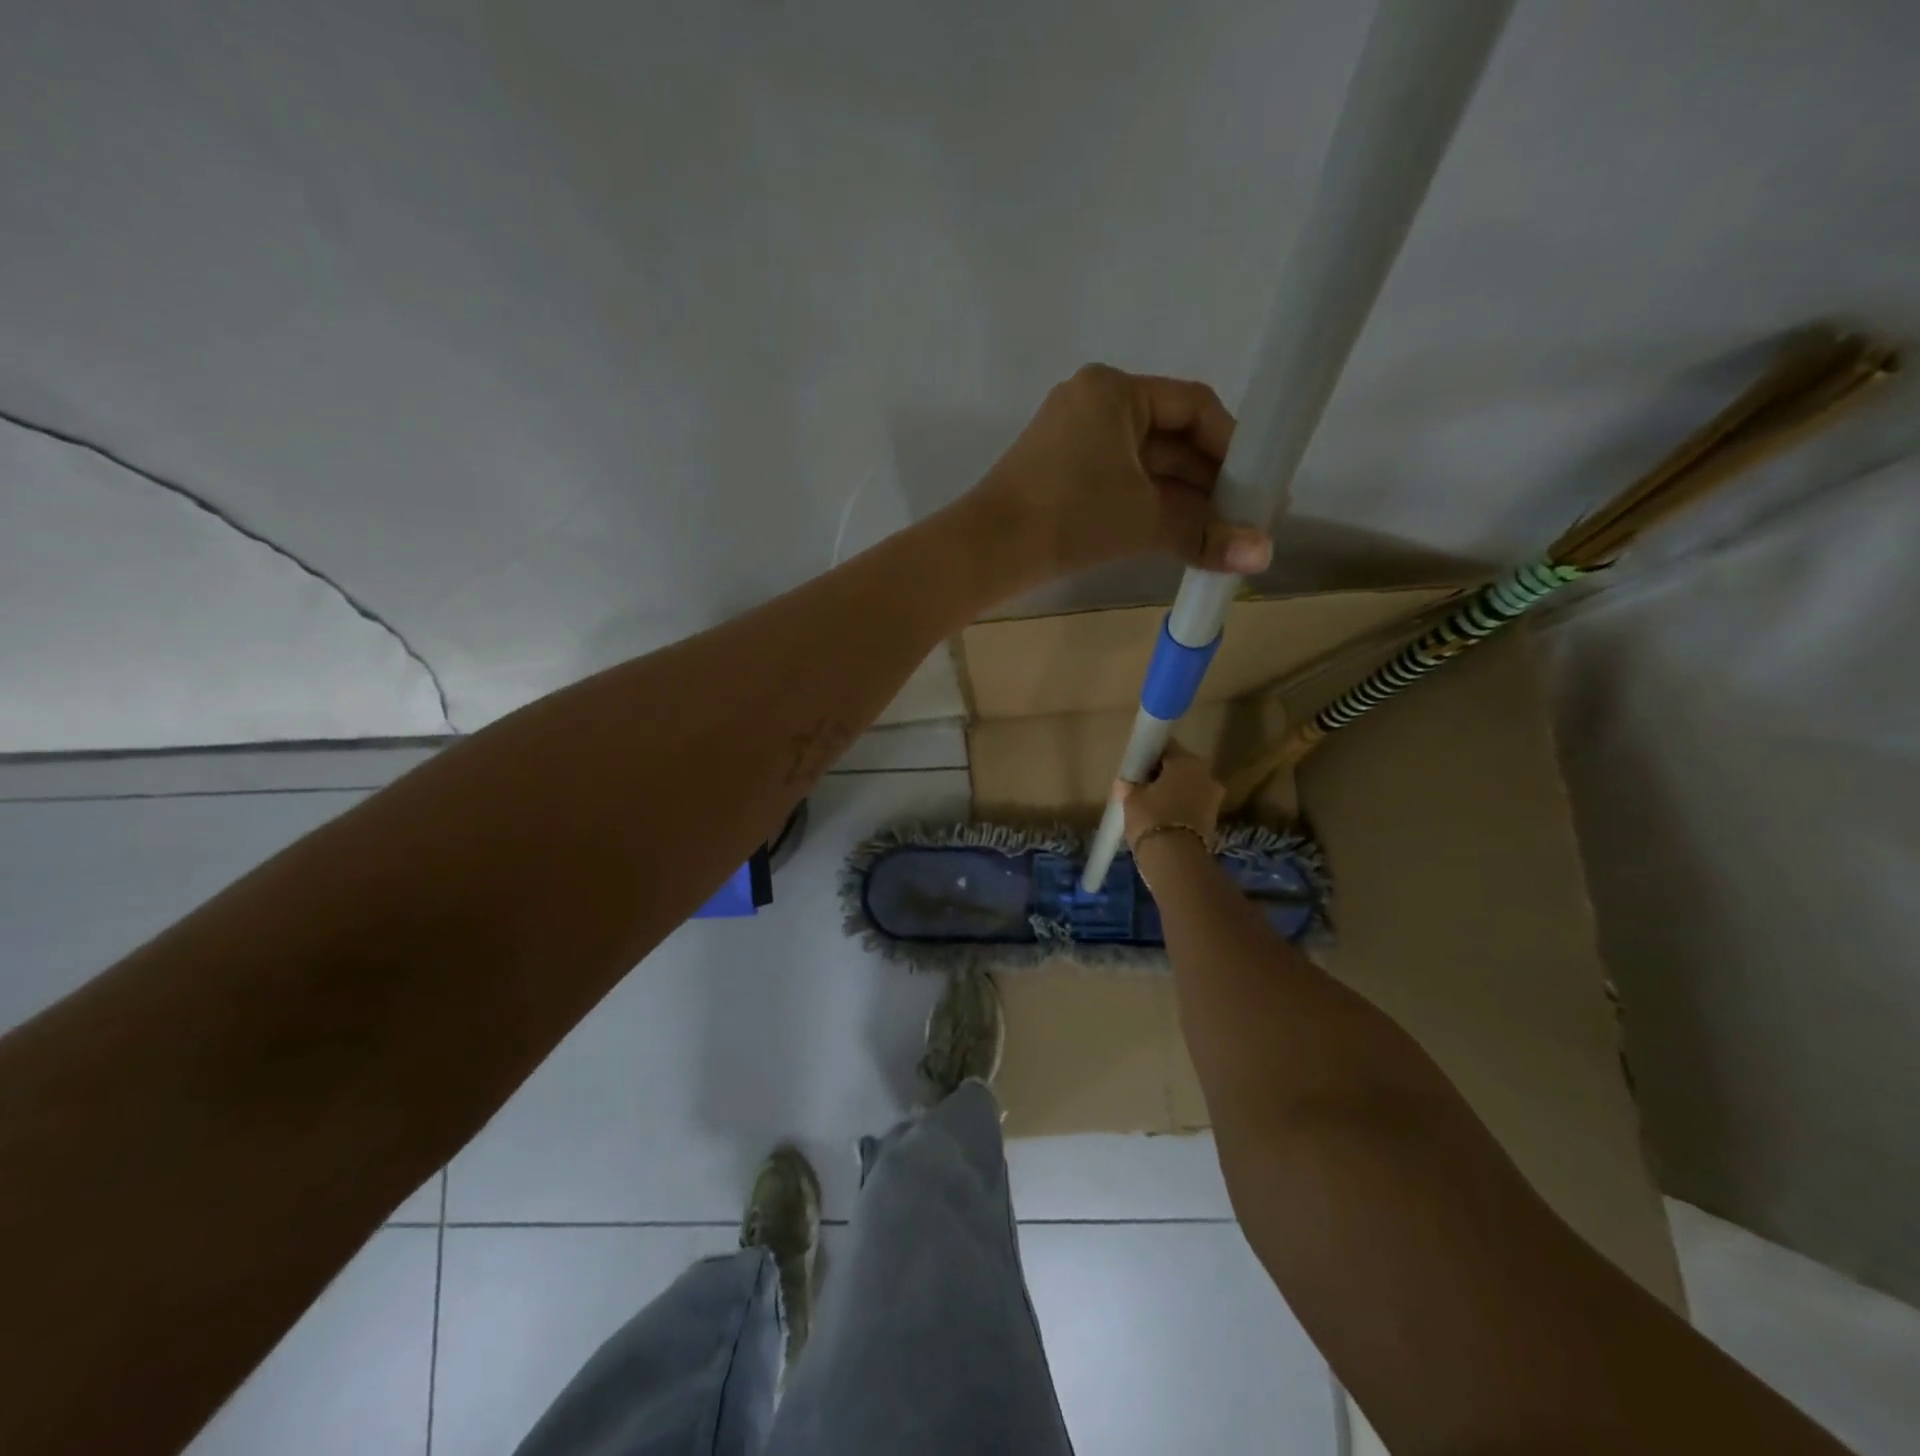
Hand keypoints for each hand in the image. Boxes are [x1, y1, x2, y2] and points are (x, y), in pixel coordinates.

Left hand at [969, 365, 1272, 583]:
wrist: (986, 552)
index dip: (1233, 445)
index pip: (1194, 406)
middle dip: (1210, 480)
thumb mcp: (1144, 520)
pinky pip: (1119, 483)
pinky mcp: (1060, 476)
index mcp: (1114, 392)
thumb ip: (1205, 533)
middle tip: (1246, 517)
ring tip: (1220, 534)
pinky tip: (1179, 535)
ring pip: (1145, 466)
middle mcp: (1093, 405)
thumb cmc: (1069, 517)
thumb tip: (1265, 556)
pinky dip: (1149, 507)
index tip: (1258, 486)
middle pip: (1170, 437)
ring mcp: (1072, 441)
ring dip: (1182, 499)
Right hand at [1117, 741, 1223, 848]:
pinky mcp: (1214, 819)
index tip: (1137, 769)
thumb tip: (1126, 782)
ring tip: (1153, 807)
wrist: (1176, 860)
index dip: (1149, 757)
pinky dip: (1181, 810)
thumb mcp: (1131, 798)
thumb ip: (1129, 785)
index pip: (1165, 748)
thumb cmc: (1151, 818)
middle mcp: (1206, 773)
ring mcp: (1214, 797)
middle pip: (1180, 768)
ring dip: (1174, 793)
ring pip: (1189, 788)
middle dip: (1164, 775)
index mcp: (1186, 760)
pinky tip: (1164, 820)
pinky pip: (1193, 806)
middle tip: (1143, 788)